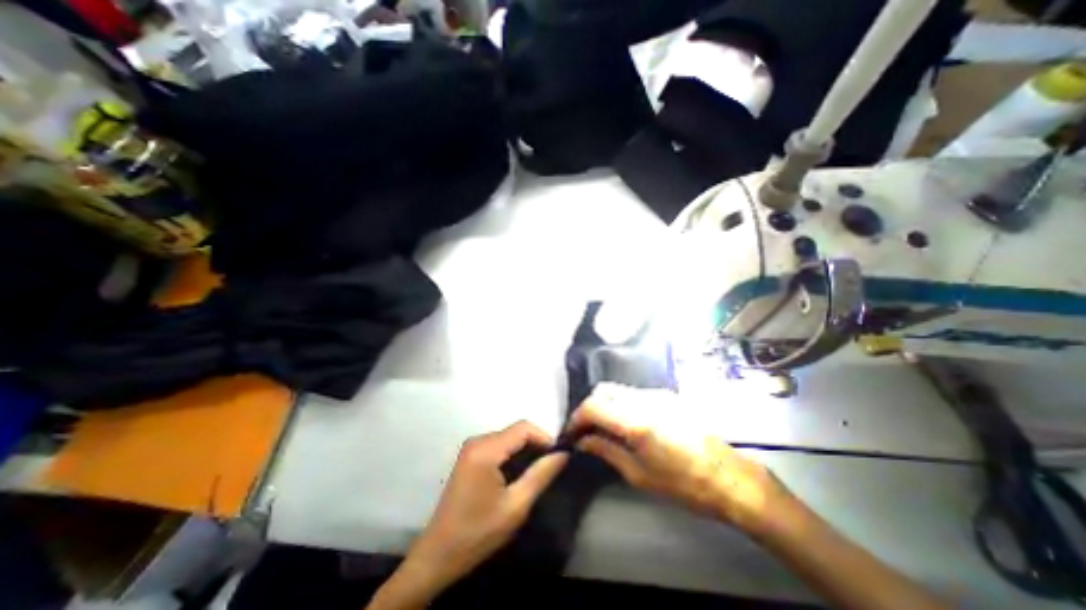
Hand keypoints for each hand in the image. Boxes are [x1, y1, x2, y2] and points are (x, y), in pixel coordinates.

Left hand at [401, 422, 567, 593]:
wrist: (438, 555)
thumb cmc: (478, 532)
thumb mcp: (516, 506)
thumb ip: (541, 475)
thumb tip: (563, 454)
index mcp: (486, 449)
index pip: (523, 428)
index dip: (544, 437)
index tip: (558, 456)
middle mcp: (477, 440)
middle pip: (515, 431)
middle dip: (535, 444)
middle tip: (549, 467)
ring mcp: (471, 447)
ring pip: (507, 437)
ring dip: (524, 449)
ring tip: (536, 471)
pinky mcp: (469, 455)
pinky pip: (498, 444)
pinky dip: (512, 453)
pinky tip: (517, 473)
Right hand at [570, 383, 793, 536]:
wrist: (731, 478)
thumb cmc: (685, 485)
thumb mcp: (640, 475)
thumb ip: (606, 451)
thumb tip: (583, 441)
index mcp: (636, 421)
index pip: (592, 406)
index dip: (576, 418)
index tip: (571, 434)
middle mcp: (644, 399)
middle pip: (602, 390)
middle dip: (588, 408)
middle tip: (586, 431)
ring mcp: (657, 394)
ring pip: (617, 389)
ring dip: (604, 405)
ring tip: (604, 429)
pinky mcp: (666, 395)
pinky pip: (632, 393)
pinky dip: (620, 404)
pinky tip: (626, 424)